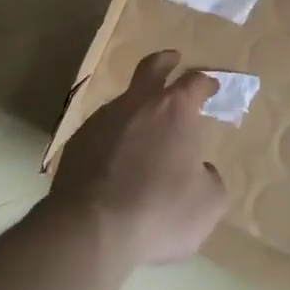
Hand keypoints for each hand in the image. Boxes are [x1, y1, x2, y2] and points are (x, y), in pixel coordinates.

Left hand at [50, 51, 228, 267]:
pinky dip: (113, 137)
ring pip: (124, 101)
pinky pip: (102, 130)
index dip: (205, 83)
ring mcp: (103, 119)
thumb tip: (201, 171)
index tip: (211, 86)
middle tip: (173, 59)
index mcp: (174, 110)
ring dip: (137, 106)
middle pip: (152, 67)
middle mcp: (138, 103)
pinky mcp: (78, 141)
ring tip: (143, 130)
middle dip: (165, 61)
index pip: (194, 83)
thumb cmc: (159, 211)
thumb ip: (210, 181)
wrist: (91, 230)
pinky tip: (115, 161)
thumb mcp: (207, 205)